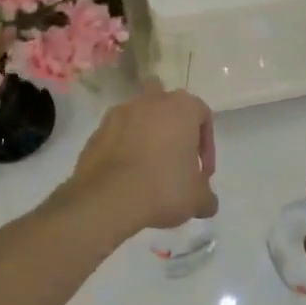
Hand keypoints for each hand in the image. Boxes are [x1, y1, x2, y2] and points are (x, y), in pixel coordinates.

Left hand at [61, 81, 217, 239]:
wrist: (107, 198)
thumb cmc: (163, 188)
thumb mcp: (197, 200)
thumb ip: (207, 197)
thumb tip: (207, 203)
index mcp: (182, 107)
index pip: (203, 116)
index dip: (207, 146)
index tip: (202, 174)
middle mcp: (151, 101)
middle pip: (168, 108)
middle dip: (174, 129)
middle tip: (175, 161)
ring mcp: (120, 113)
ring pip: (140, 118)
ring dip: (147, 136)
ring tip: (149, 169)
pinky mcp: (97, 130)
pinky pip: (118, 135)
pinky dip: (124, 148)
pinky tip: (126, 176)